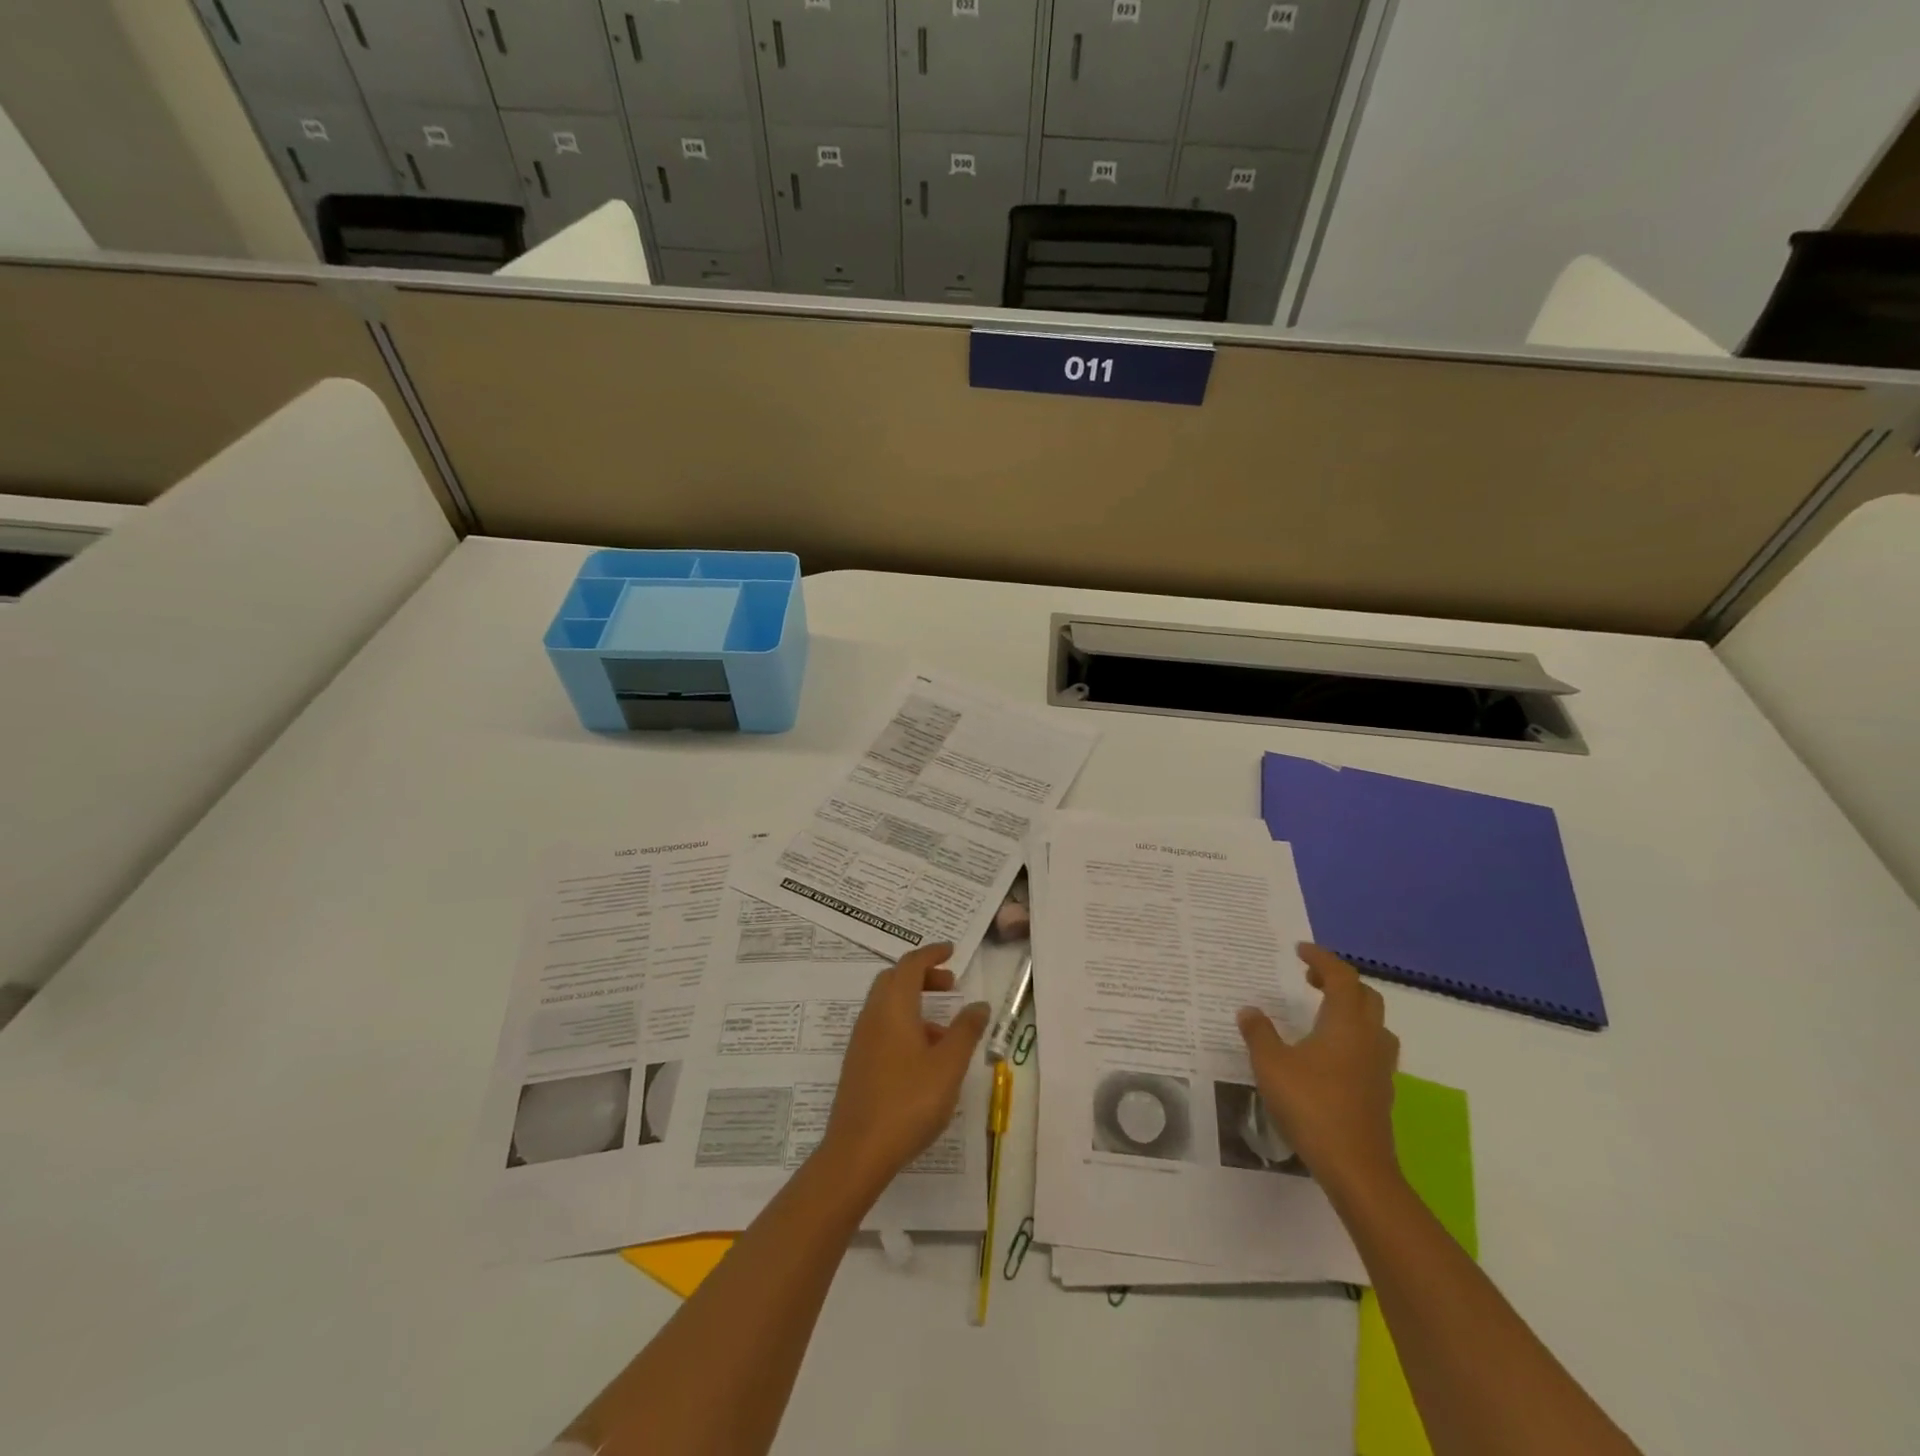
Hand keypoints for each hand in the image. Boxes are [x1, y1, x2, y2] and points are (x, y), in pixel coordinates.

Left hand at [820, 943, 989, 1199]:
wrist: (857, 1152)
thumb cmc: (908, 1102)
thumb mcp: (948, 1066)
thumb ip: (966, 1031)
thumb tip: (979, 1004)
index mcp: (893, 1007)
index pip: (911, 965)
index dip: (932, 954)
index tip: (952, 951)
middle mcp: (873, 1016)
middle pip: (895, 980)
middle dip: (923, 976)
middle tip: (950, 985)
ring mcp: (861, 1041)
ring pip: (888, 1005)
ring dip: (916, 1004)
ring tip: (947, 1032)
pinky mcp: (858, 1064)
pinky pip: (883, 1028)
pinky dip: (905, 1025)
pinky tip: (925, 1059)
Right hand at [1237, 944, 1400, 1204]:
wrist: (1356, 1168)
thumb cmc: (1311, 1105)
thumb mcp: (1271, 1064)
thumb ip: (1259, 1033)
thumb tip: (1250, 1010)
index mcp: (1345, 1023)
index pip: (1341, 977)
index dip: (1321, 958)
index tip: (1299, 950)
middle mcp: (1368, 1039)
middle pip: (1365, 996)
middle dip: (1339, 981)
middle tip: (1309, 980)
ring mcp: (1379, 1068)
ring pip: (1373, 1025)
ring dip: (1351, 1010)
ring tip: (1321, 1015)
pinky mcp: (1380, 1093)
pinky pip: (1370, 1050)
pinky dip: (1353, 1039)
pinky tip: (1328, 1056)